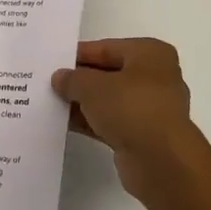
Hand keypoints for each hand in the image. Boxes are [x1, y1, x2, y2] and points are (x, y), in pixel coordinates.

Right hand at [51, 38, 203, 198]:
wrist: (161, 161)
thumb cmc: (131, 108)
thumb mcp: (92, 86)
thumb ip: (72, 79)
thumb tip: (60, 78)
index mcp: (150, 54)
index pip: (106, 48)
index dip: (78, 54)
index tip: (53, 62)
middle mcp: (155, 77)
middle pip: (109, 73)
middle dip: (80, 80)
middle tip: (48, 83)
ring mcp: (151, 108)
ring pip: (109, 100)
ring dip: (83, 103)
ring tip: (51, 103)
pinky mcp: (143, 135)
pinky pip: (111, 122)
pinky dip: (91, 122)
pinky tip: (64, 124)